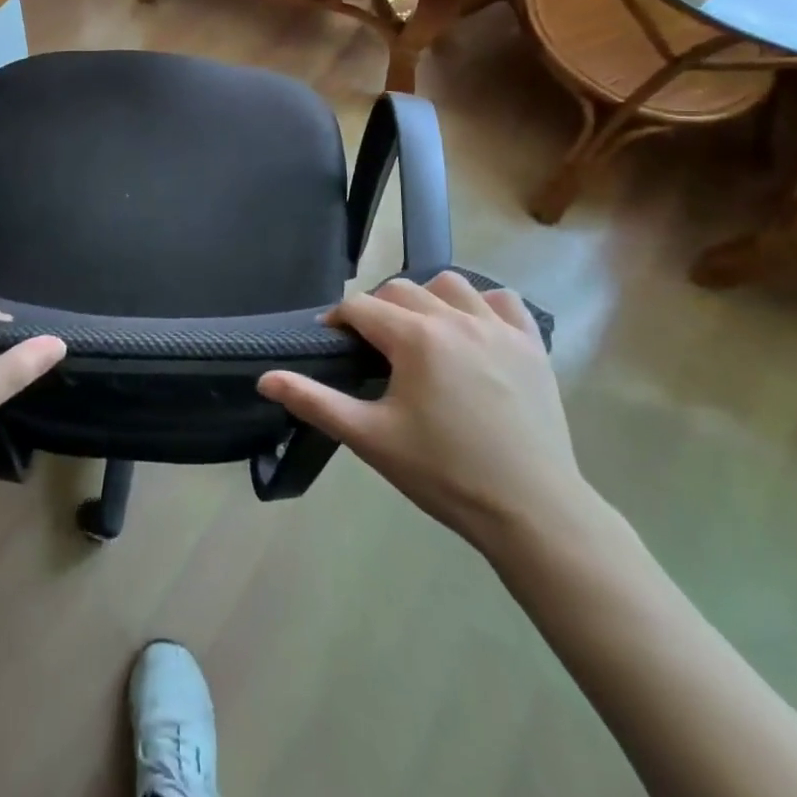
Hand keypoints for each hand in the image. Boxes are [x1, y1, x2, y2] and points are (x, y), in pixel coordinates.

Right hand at [257, 271, 588, 557]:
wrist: (532, 511)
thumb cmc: (444, 473)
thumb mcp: (370, 438)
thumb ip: (314, 401)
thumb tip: (264, 378)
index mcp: (414, 337)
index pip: (361, 306)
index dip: (338, 320)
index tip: (332, 342)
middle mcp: (454, 318)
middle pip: (400, 290)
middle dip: (378, 310)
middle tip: (373, 348)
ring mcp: (498, 328)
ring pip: (450, 285)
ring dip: (427, 299)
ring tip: (422, 334)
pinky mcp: (532, 344)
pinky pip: (503, 301)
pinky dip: (483, 305)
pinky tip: (474, 332)